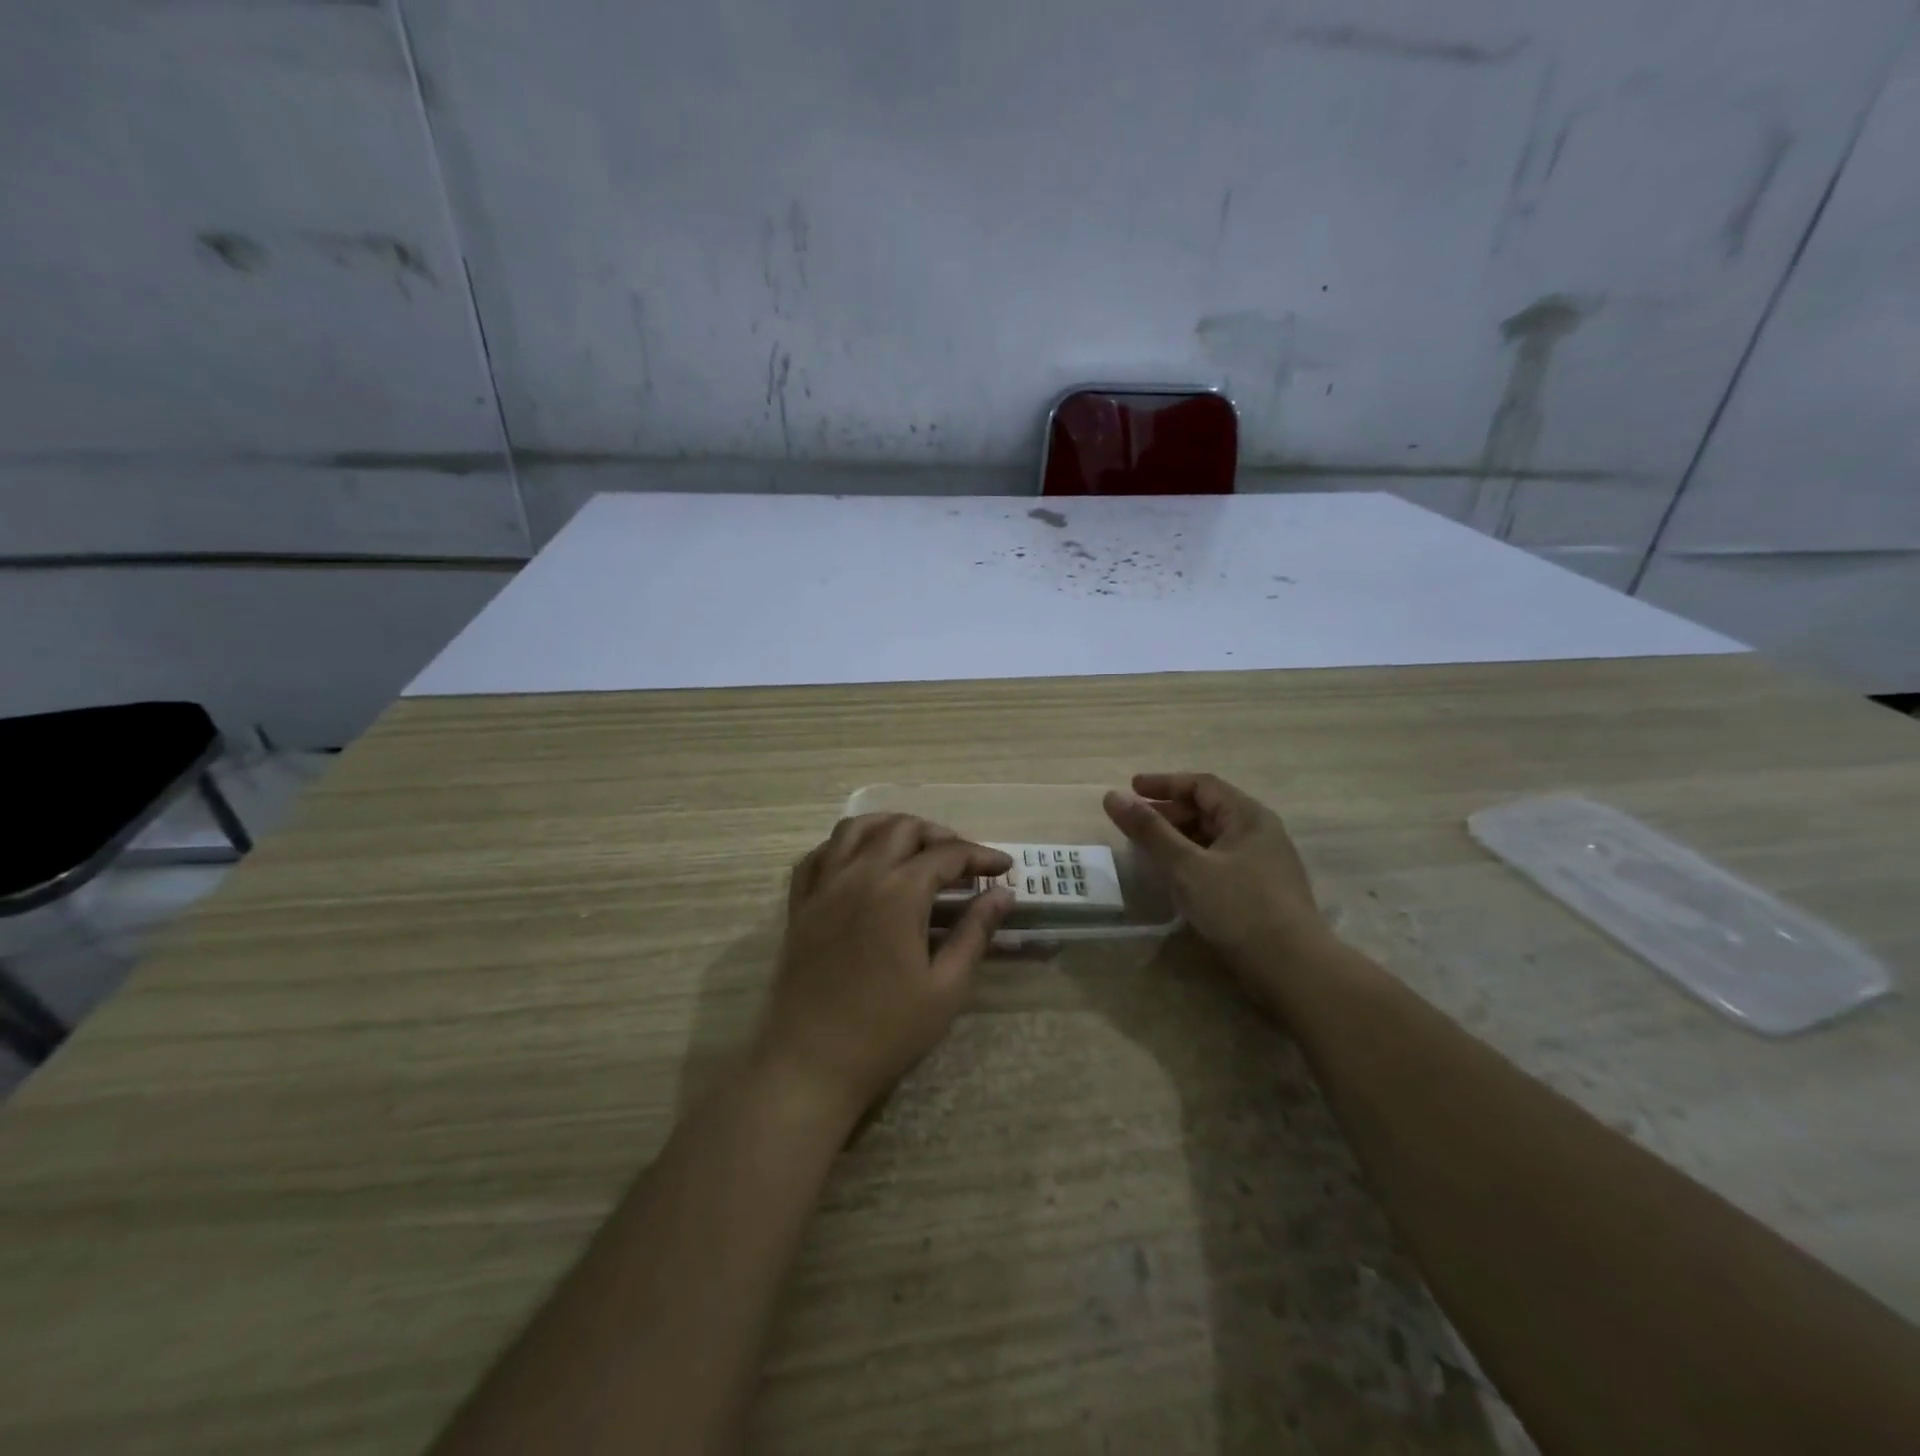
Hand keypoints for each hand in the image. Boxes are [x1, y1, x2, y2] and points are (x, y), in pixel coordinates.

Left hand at [757, 814, 1013, 1123]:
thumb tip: (1002, 895)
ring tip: (914, 848)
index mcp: (898, 892)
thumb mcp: (946, 988)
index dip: (980, 856)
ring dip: (890, 828)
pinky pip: (819, 854)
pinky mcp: (799, 904)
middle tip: (963, 863)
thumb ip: (974, 932)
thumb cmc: (886, 1031)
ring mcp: (822, 886)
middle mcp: (858, 875)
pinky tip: (860, 864)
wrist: (810, 1063)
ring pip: (856, 828)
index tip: (1005, 868)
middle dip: (939, 835)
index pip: (947, 854)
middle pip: (902, 828)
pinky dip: (845, 846)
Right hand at [1103, 772, 1334, 992]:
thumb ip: (1149, 830)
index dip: (1164, 783)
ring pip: (1214, 838)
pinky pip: (1220, 862)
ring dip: (1180, 838)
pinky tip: (1177, 878)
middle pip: (1209, 809)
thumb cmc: (1238, 907)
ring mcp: (1264, 864)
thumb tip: (1112, 796)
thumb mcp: (1186, 866)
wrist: (1294, 968)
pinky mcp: (1262, 892)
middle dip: (1169, 812)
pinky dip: (1193, 860)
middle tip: (1136, 824)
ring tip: (1150, 851)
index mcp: (1248, 816)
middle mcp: (1260, 833)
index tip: (1131, 789)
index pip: (1202, 785)